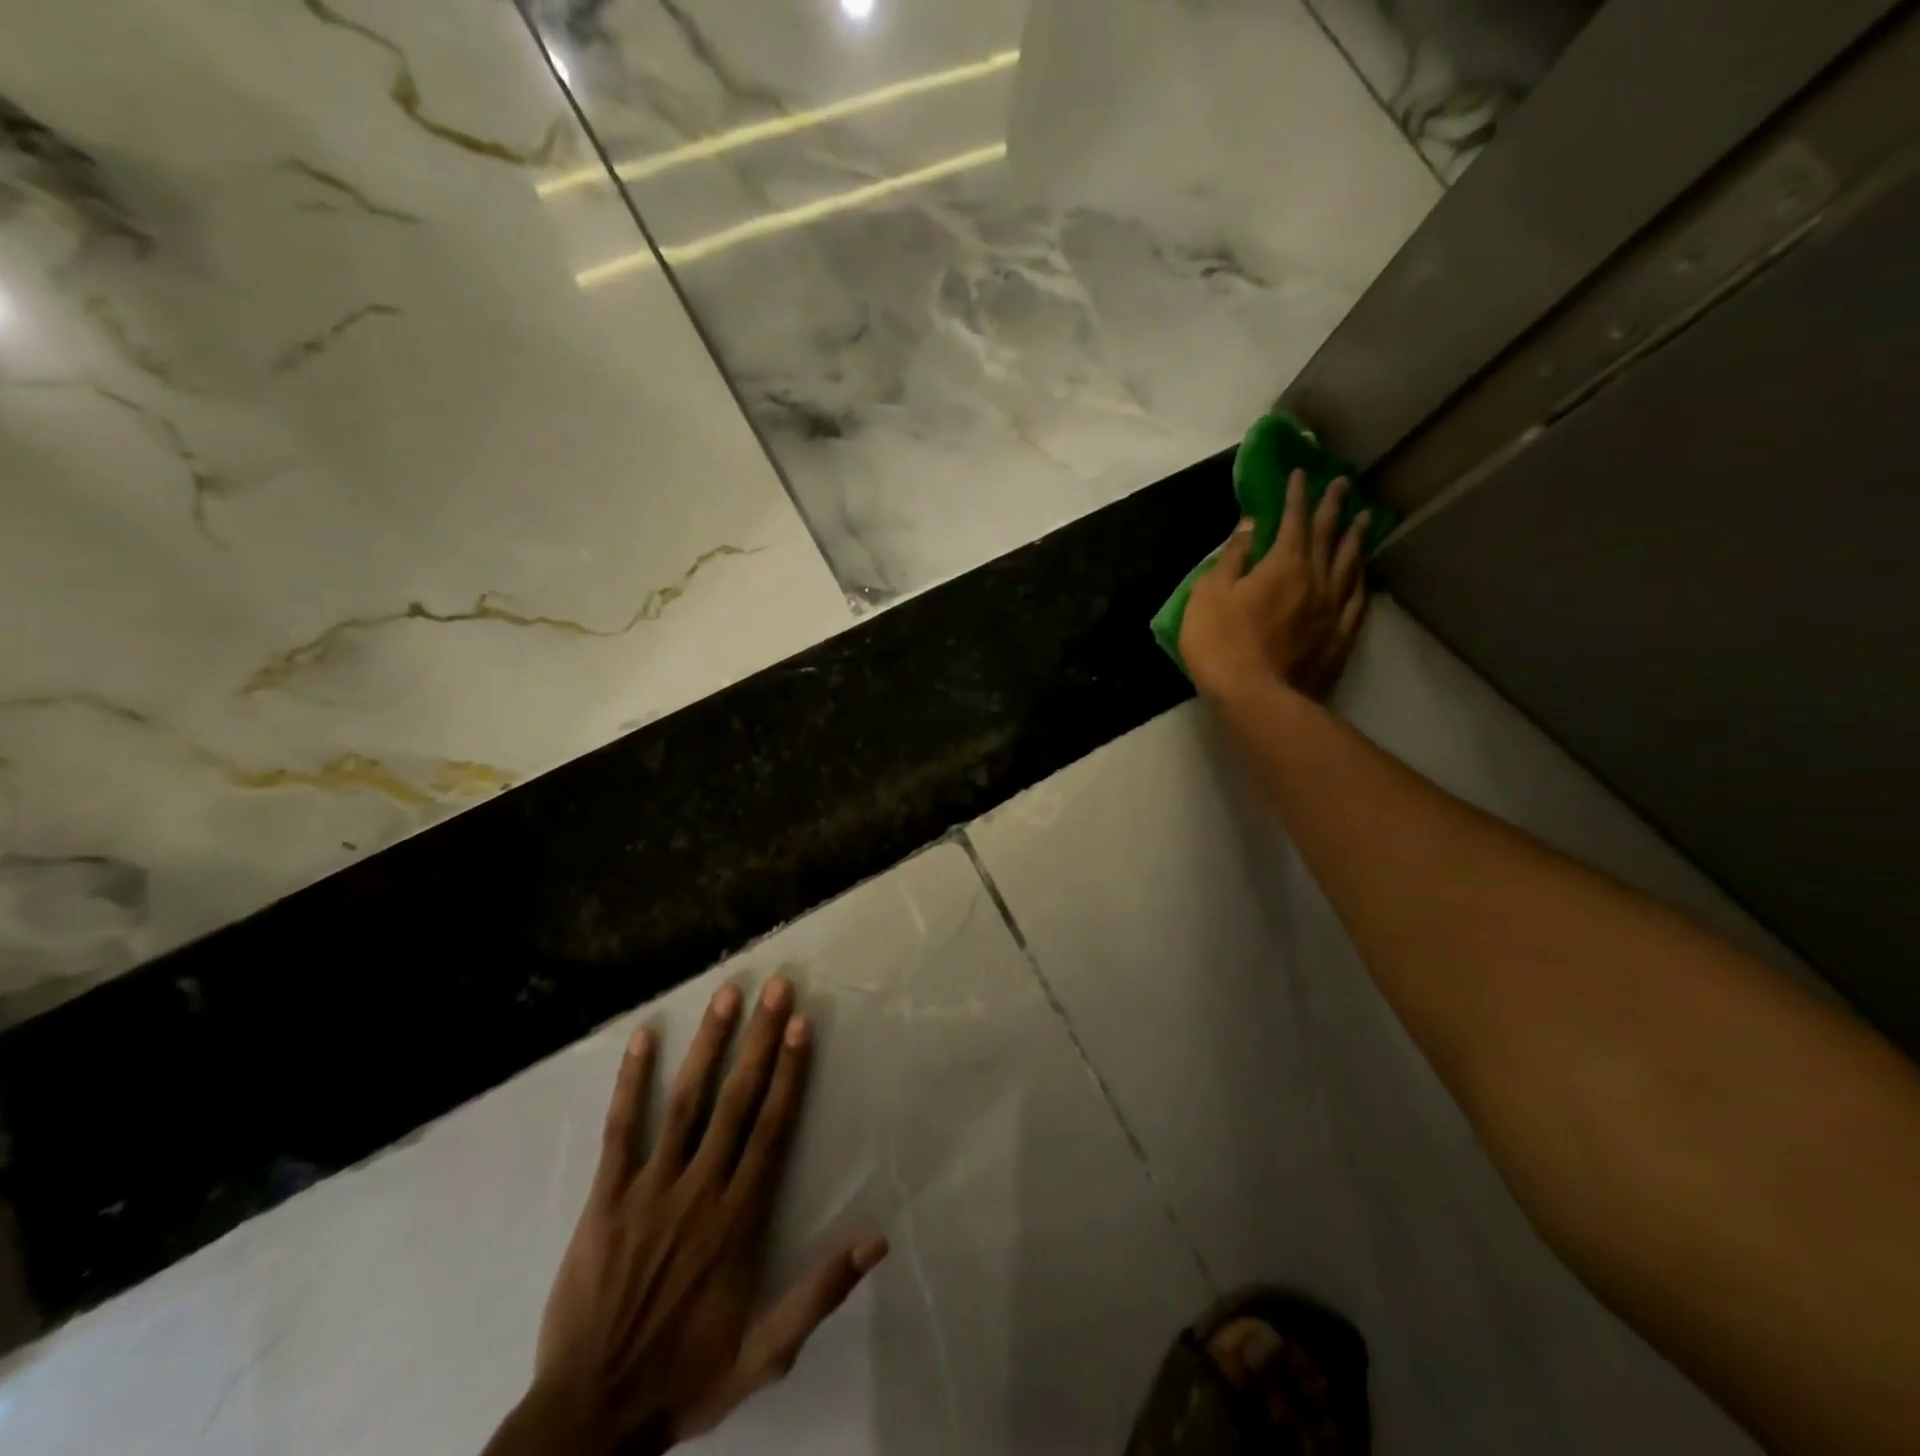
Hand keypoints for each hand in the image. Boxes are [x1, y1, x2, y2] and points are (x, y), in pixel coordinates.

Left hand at [493, 978, 888, 1455]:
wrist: (589, 1416)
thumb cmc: (684, 1376)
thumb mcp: (765, 1353)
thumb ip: (819, 1293)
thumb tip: (876, 1241)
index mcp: (739, 1218)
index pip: (772, 1127)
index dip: (790, 1072)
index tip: (802, 1025)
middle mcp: (700, 1188)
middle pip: (737, 1099)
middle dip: (759, 1039)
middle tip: (775, 987)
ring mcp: (650, 1188)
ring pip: (685, 1101)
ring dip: (708, 1044)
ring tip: (726, 995)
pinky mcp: (605, 1197)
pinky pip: (620, 1130)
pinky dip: (630, 1083)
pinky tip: (642, 1039)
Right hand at [1180, 471, 1370, 703]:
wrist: (1255, 697)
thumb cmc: (1221, 642)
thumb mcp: (1210, 594)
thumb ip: (1232, 557)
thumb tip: (1252, 525)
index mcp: (1283, 564)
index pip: (1293, 520)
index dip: (1296, 495)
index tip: (1301, 473)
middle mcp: (1316, 579)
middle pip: (1329, 536)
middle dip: (1333, 507)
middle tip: (1343, 484)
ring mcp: (1332, 610)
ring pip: (1349, 564)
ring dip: (1356, 538)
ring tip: (1365, 519)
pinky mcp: (1338, 638)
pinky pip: (1355, 600)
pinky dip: (1360, 581)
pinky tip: (1362, 574)